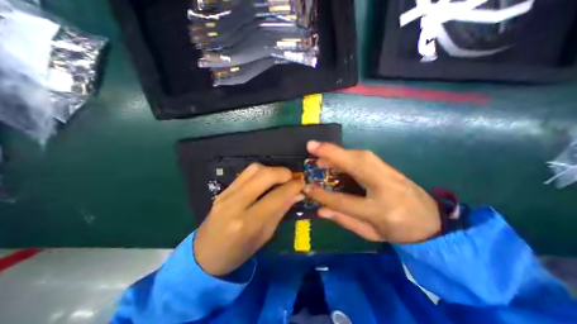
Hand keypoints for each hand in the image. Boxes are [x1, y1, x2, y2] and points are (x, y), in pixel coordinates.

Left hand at [193, 164, 303, 275]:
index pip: (276, 196)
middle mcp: (236, 204)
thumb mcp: (265, 236)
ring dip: (272, 170)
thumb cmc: (238, 252)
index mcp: (248, 223)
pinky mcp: (224, 190)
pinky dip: (261, 172)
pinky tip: (266, 180)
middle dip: (283, 172)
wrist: (204, 255)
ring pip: (254, 169)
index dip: (293, 187)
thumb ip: (281, 211)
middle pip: (263, 175)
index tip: (302, 184)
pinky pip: (246, 173)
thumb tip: (298, 194)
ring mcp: (226, 194)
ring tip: (280, 178)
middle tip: (292, 178)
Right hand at [304, 142, 439, 242]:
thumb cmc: (398, 231)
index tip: (307, 188)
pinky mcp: (389, 166)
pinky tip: (335, 155)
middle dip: (331, 153)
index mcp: (380, 210)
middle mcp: (386, 187)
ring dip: (337, 152)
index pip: (344, 200)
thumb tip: (320, 210)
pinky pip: (364, 156)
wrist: (431, 221)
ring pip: (360, 156)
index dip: (323, 195)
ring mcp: (390, 173)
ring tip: (319, 152)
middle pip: (356, 165)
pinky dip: (347, 153)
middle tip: (311, 146)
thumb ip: (344, 220)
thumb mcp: (370, 233)